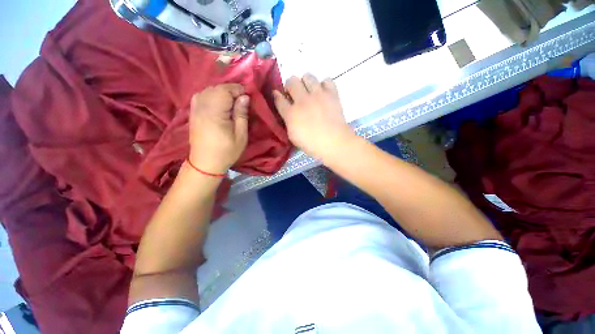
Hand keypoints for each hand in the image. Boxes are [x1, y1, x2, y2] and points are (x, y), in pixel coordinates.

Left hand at [188, 84, 249, 173]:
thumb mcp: (240, 135)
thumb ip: (242, 114)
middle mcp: (202, 106)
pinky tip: (218, 102)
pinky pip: (200, 95)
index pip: (225, 90)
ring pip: (208, 90)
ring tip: (231, 101)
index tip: (248, 95)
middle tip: (242, 99)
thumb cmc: (226, 151)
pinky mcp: (192, 112)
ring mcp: (195, 109)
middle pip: (216, 88)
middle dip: (230, 90)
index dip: (238, 89)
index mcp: (215, 113)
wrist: (205, 163)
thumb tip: (245, 97)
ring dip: (221, 92)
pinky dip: (211, 95)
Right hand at [273, 74, 354, 160]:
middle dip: (290, 86)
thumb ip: (288, 123)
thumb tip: (288, 113)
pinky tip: (323, 94)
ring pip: (308, 76)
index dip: (277, 96)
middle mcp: (302, 100)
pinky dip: (324, 85)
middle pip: (291, 81)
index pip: (279, 98)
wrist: (334, 143)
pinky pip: (326, 80)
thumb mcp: (293, 138)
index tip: (278, 95)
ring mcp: (318, 95)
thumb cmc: (312, 145)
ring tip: (309, 92)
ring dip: (306, 83)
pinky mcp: (331, 94)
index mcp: (291, 113)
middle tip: (295, 95)